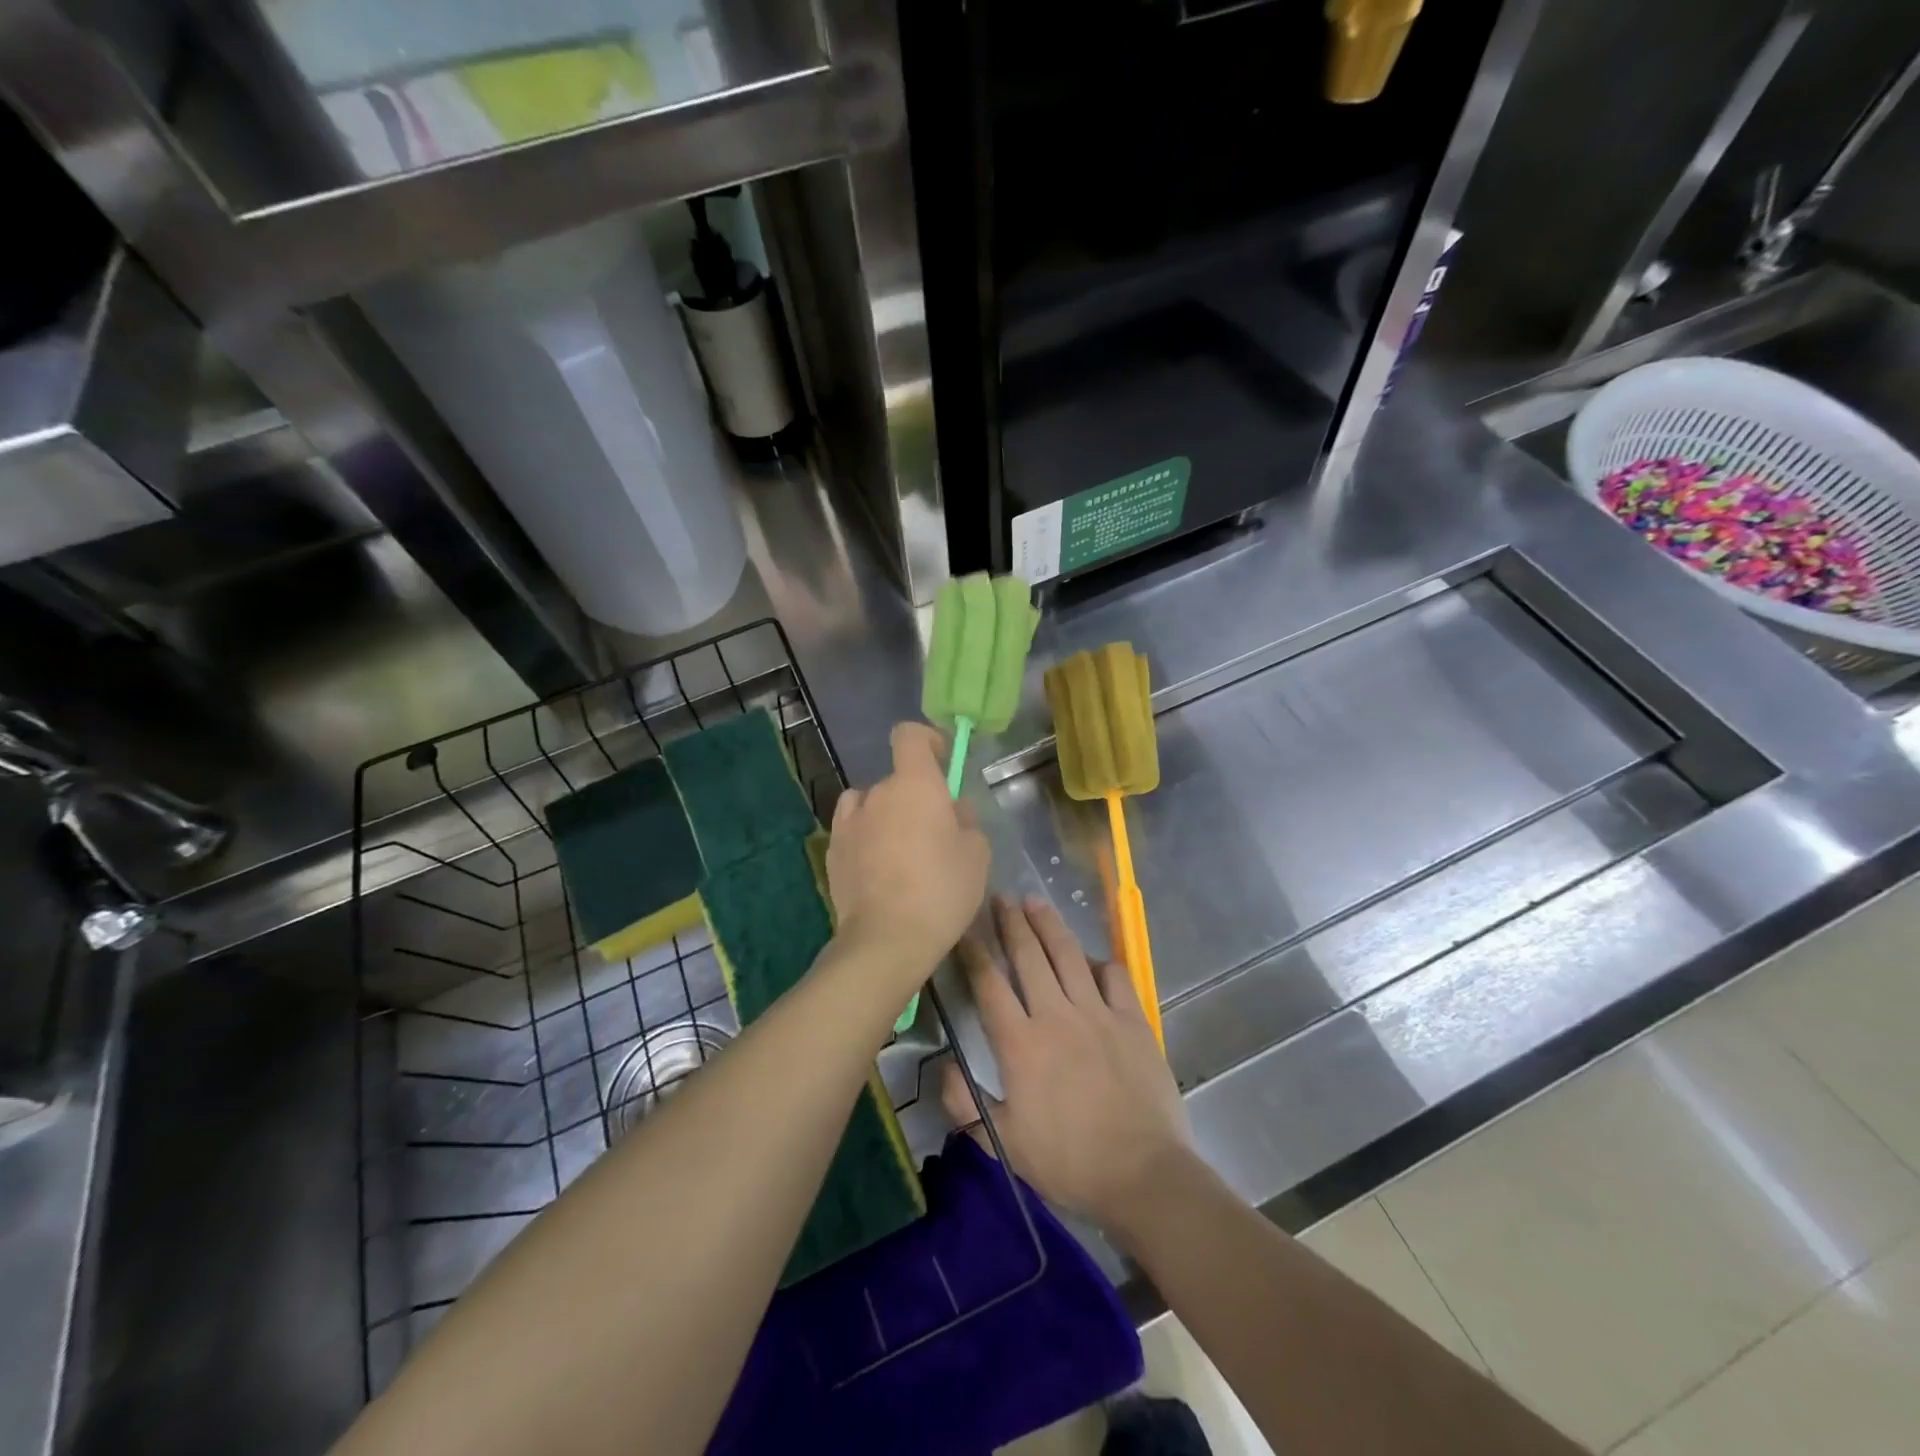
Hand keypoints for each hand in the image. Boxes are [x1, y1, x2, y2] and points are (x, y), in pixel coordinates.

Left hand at [827, 722, 989, 981]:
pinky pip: (854, 830)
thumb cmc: (941, 890)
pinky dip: (866, 838)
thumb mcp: (976, 855)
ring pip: (872, 804)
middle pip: (897, 780)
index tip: (943, 762)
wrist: (886, 939)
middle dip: (916, 797)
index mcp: (914, 784)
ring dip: (887, 816)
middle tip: (936, 834)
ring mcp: (849, 822)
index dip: (927, 740)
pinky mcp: (833, 851)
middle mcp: (877, 793)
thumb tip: (954, 810)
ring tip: (902, 852)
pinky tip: (878, 867)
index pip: (909, 735)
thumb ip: (967, 821)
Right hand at [942, 896, 1190, 1234]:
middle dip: (1010, 922)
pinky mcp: (1132, 1019)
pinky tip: (1090, 957)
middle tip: (1001, 897)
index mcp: (1020, 1044)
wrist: (1142, 1173)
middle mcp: (1056, 1015)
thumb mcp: (1005, 1144)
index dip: (973, 951)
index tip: (964, 927)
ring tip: (1036, 902)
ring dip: (1049, 924)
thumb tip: (945, 1069)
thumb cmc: (1069, 1162)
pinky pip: (1114, 976)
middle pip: (1028, 955)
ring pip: (1068, 954)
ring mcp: (1098, 1013)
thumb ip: (965, 1106)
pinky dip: (1099, 961)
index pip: (989, 984)